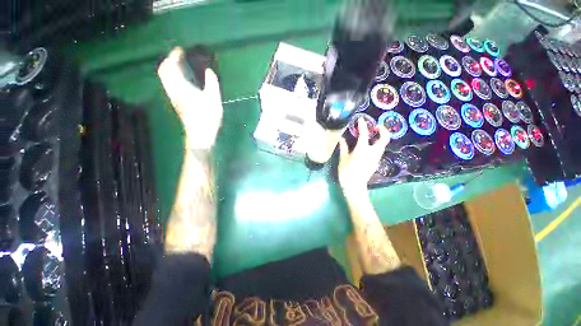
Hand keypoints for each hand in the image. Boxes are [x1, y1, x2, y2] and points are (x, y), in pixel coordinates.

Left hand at [157, 47, 222, 149]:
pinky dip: (173, 78)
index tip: (180, 50)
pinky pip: (170, 85)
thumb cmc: (207, 117)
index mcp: (181, 87)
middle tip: (178, 56)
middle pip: (164, 71)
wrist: (200, 134)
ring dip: (170, 69)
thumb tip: (209, 70)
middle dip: (169, 61)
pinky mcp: (177, 104)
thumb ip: (212, 83)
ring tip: (180, 66)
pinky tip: (182, 80)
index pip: (171, 66)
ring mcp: (174, 98)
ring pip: (166, 79)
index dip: (174, 56)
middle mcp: (173, 91)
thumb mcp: (214, 99)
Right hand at [338, 118, 389, 197]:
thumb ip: (344, 147)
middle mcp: (372, 152)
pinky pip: (379, 151)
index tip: (361, 119)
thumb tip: (341, 138)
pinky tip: (369, 147)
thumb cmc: (347, 172)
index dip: (363, 126)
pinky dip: (376, 146)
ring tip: (372, 136)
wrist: (355, 187)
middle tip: (376, 127)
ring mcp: (376, 158)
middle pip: (384, 139)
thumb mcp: (343, 159)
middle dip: (383, 130)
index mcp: (362, 149)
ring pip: (382, 145)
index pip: (364, 134)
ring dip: (380, 138)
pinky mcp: (376, 163)